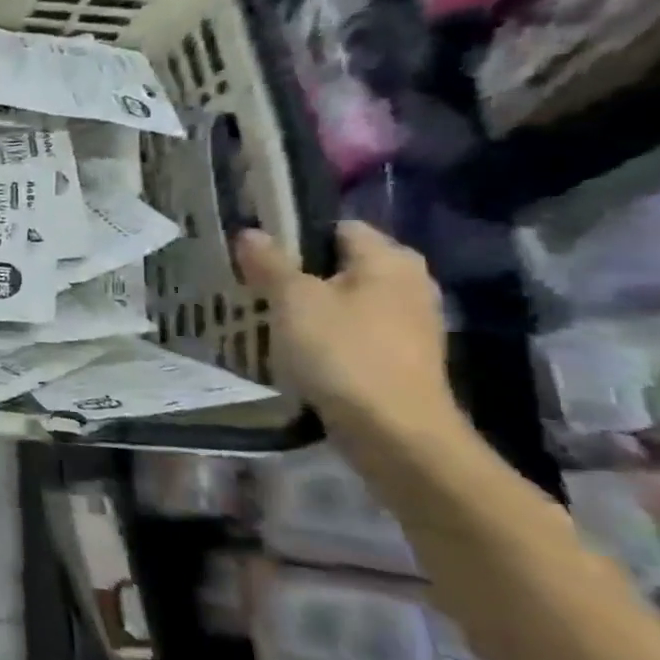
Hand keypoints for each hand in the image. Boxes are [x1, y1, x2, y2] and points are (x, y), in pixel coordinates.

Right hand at [235, 221, 460, 438]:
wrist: (393, 431)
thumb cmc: (343, 352)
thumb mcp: (293, 300)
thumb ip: (270, 263)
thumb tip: (250, 232)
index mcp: (389, 259)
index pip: (335, 228)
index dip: (293, 235)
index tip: (254, 254)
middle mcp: (409, 283)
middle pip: (340, 265)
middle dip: (298, 274)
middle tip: (253, 286)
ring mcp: (410, 323)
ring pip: (346, 300)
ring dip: (310, 307)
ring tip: (267, 318)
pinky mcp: (401, 357)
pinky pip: (354, 331)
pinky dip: (326, 335)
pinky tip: (296, 349)